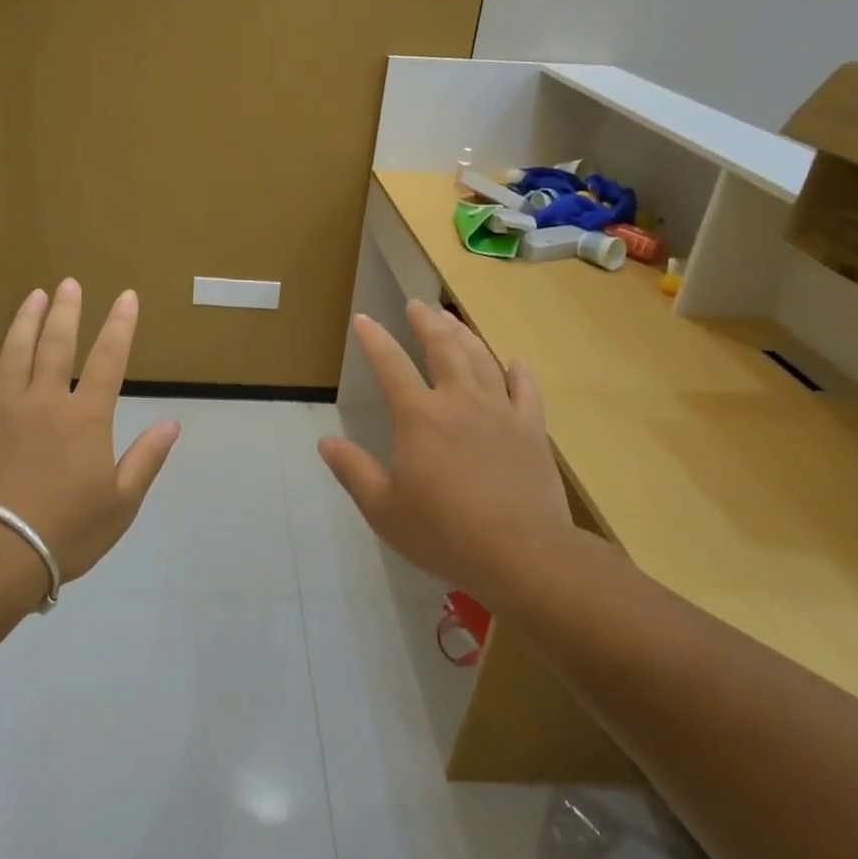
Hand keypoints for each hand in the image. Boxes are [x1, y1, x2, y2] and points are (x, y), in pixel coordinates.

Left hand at [0, 279, 180, 583]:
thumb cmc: (67, 531)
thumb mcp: (121, 502)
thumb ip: (146, 459)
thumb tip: (171, 423)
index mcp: (85, 418)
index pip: (109, 361)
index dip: (120, 326)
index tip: (126, 297)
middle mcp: (44, 402)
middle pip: (57, 345)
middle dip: (66, 311)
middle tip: (69, 283)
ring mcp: (2, 410)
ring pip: (13, 354)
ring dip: (24, 321)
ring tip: (33, 295)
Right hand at [318, 299, 590, 601]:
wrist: (523, 553)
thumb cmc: (444, 532)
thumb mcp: (383, 508)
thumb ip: (353, 471)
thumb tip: (325, 443)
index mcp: (420, 417)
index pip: (390, 366)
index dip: (374, 340)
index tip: (363, 319)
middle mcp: (459, 402)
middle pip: (442, 348)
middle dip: (426, 322)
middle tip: (417, 304)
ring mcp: (501, 412)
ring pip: (482, 359)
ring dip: (464, 335)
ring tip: (452, 319)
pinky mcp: (532, 430)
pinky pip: (526, 391)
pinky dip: (518, 372)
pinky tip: (515, 362)